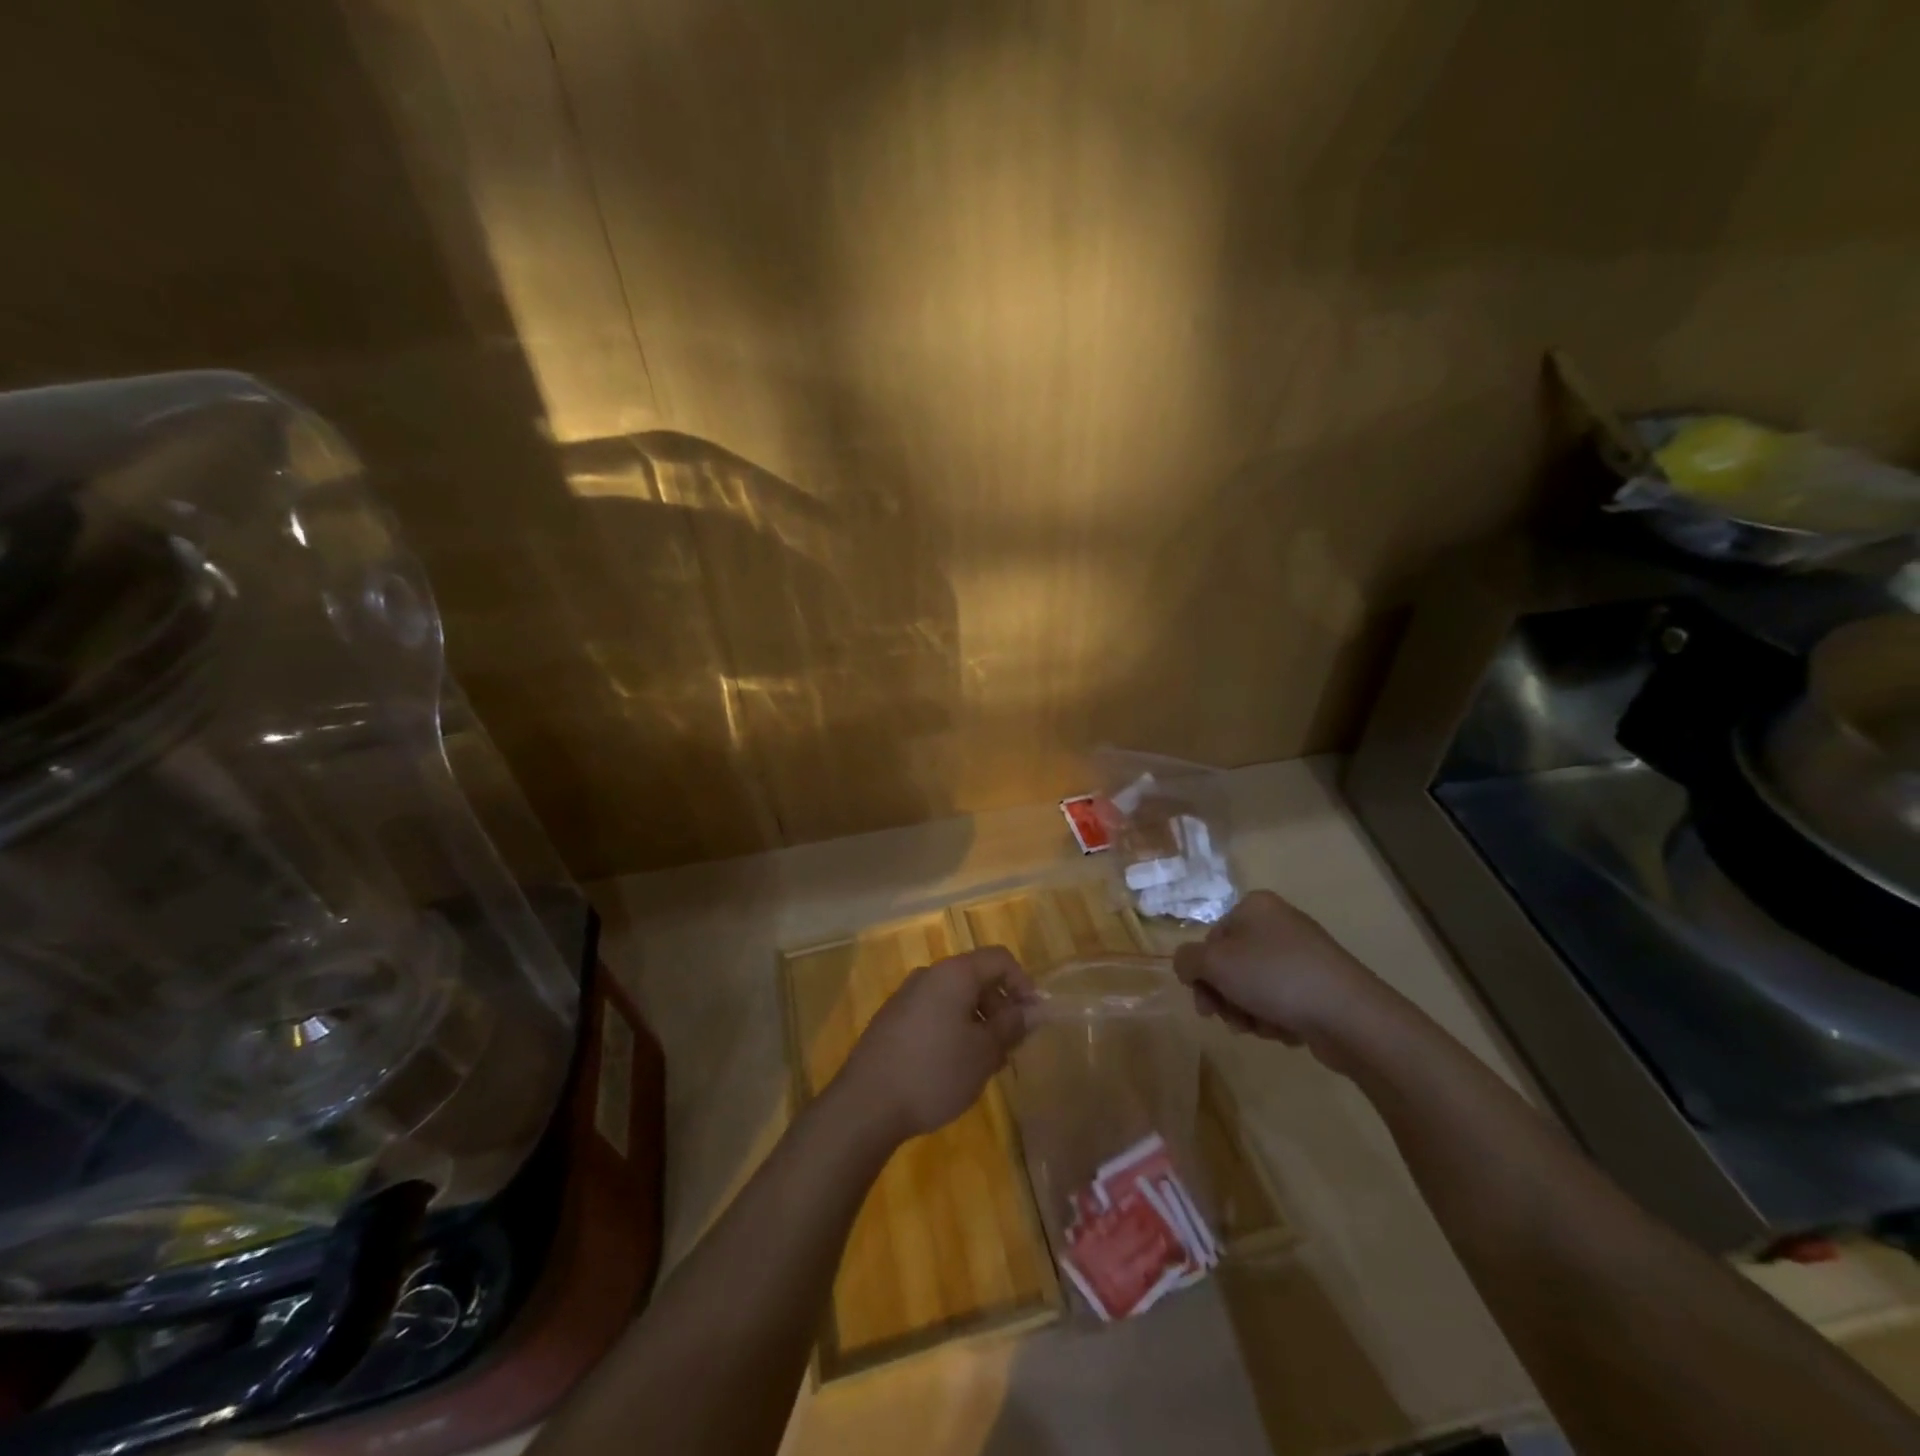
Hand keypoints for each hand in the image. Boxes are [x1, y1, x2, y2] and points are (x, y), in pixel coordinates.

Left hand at [835, 947, 1036, 1142]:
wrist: (866, 1104)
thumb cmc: (935, 1071)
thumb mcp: (984, 1052)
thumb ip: (1011, 1026)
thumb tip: (1030, 1009)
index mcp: (953, 973)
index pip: (999, 958)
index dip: (1023, 983)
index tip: (1033, 1019)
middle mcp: (928, 975)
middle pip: (976, 977)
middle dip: (1000, 1007)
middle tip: (1011, 1047)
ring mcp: (906, 997)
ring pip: (954, 999)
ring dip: (978, 1022)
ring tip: (986, 1064)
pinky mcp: (892, 1021)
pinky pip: (934, 1014)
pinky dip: (953, 1031)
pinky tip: (954, 1068)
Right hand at [1172, 890, 1392, 1053]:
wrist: (1349, 1015)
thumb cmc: (1274, 978)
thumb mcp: (1214, 963)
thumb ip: (1186, 960)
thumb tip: (1187, 966)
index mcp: (1254, 907)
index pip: (1211, 939)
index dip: (1202, 973)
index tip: (1204, 1003)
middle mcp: (1279, 924)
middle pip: (1232, 965)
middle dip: (1226, 998)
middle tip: (1230, 1020)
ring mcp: (1303, 955)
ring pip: (1255, 987)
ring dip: (1249, 1012)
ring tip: (1261, 1029)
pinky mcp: (1321, 985)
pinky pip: (1283, 1001)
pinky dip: (1276, 1018)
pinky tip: (1285, 1031)